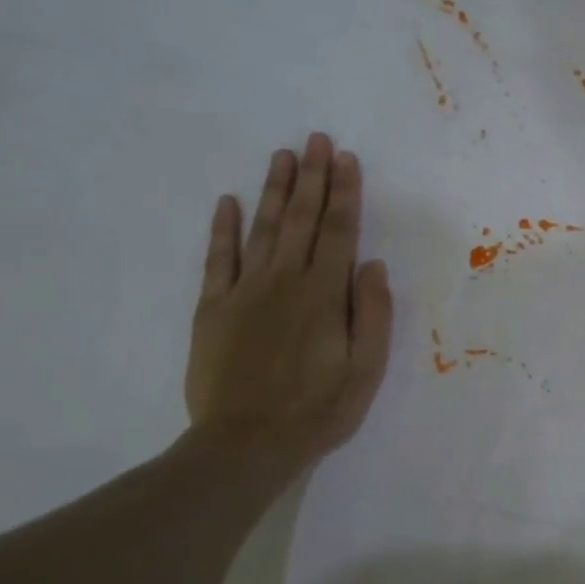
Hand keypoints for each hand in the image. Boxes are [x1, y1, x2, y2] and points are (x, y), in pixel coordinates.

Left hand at [185, 134, 392, 469]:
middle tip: (316, 139)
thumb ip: (372, 314)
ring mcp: (244, 292)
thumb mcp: (366, 370)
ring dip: (275, 191)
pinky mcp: (213, 309)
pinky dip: (223, 229)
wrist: (246, 444)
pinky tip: (229, 202)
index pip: (340, 234)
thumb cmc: (318, 410)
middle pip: (303, 221)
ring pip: (263, 229)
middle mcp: (284, 282)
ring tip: (283, 156)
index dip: (345, 195)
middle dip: (313, 178)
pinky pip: (217, 259)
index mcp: (324, 296)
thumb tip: (371, 265)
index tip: (347, 160)